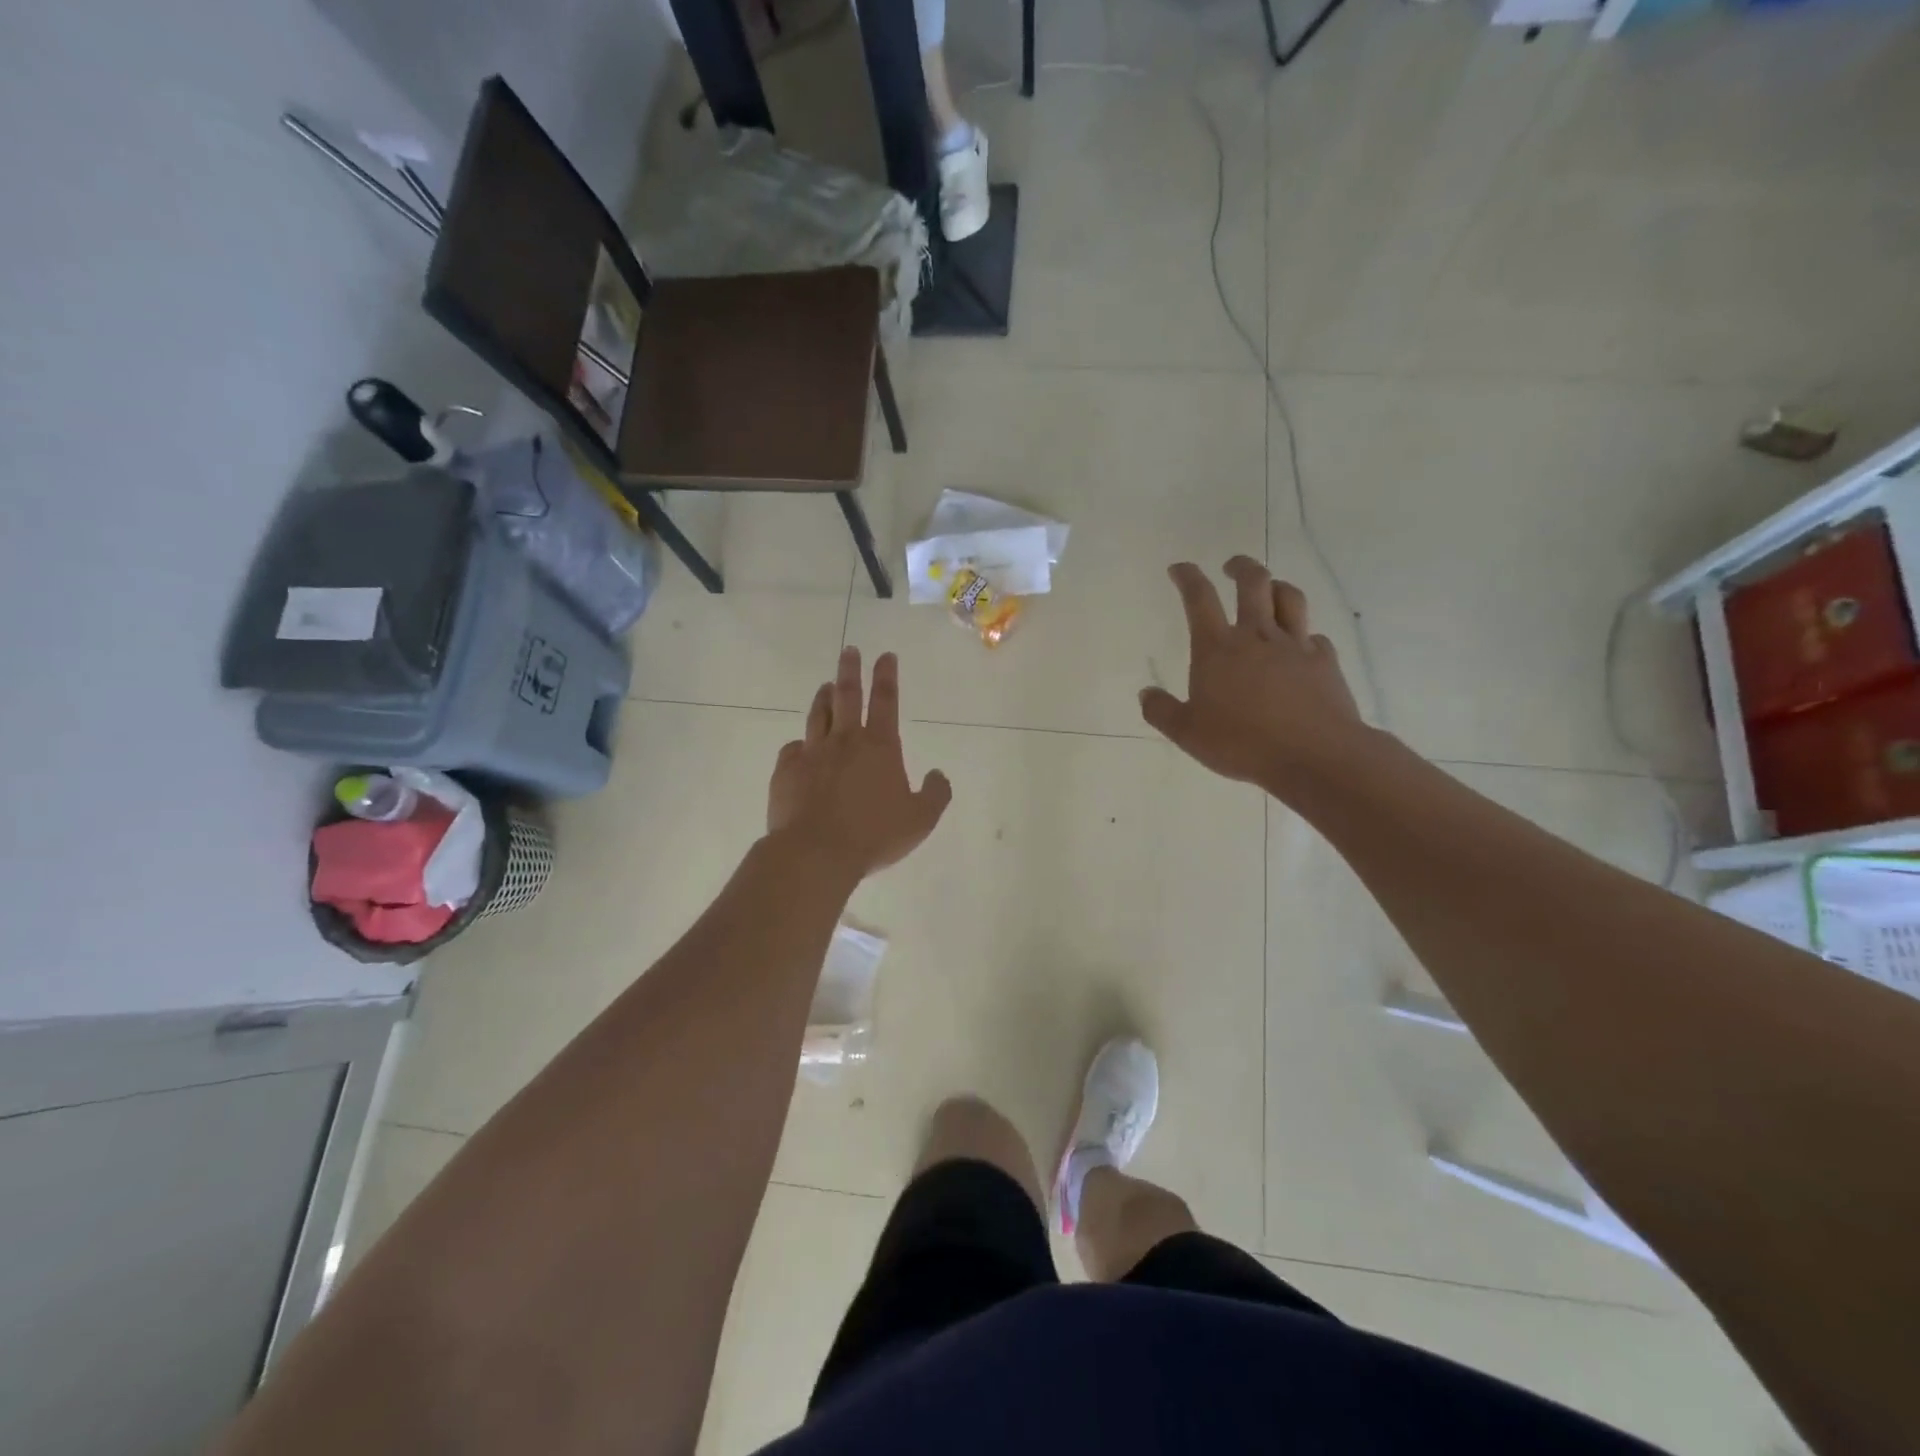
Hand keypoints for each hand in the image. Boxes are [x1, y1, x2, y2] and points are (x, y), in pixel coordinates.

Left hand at [768, 648, 952, 877]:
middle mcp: (845, 741)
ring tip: (825, 685)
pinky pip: (793, 749)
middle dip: (850, 669)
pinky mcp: (787, 770)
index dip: (887, 676)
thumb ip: (935, 795)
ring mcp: (813, 753)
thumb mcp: (920, 820)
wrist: (816, 852)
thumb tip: (938, 774)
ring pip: (818, 715)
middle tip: (849, 650)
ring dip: (824, 697)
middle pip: (847, 695)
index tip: (885, 655)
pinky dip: (800, 744)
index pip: (885, 701)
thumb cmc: (874, 835)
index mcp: (880, 747)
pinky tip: (800, 747)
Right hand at [1140, 558, 1364, 794]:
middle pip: (1252, 583)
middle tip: (1231, 566)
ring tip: (1269, 589)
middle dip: (1240, 567)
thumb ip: (1162, 712)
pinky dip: (1304, 634)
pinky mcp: (1324, 662)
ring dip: (1276, 586)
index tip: (1179, 568)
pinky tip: (1301, 645)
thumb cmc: (1242, 743)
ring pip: (1289, 598)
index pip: (1199, 599)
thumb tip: (1146, 694)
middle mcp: (1256, 637)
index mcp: (1217, 649)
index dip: (1188, 577)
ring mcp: (1295, 646)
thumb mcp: (1187, 734)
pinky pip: (1314, 637)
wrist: (1314, 755)